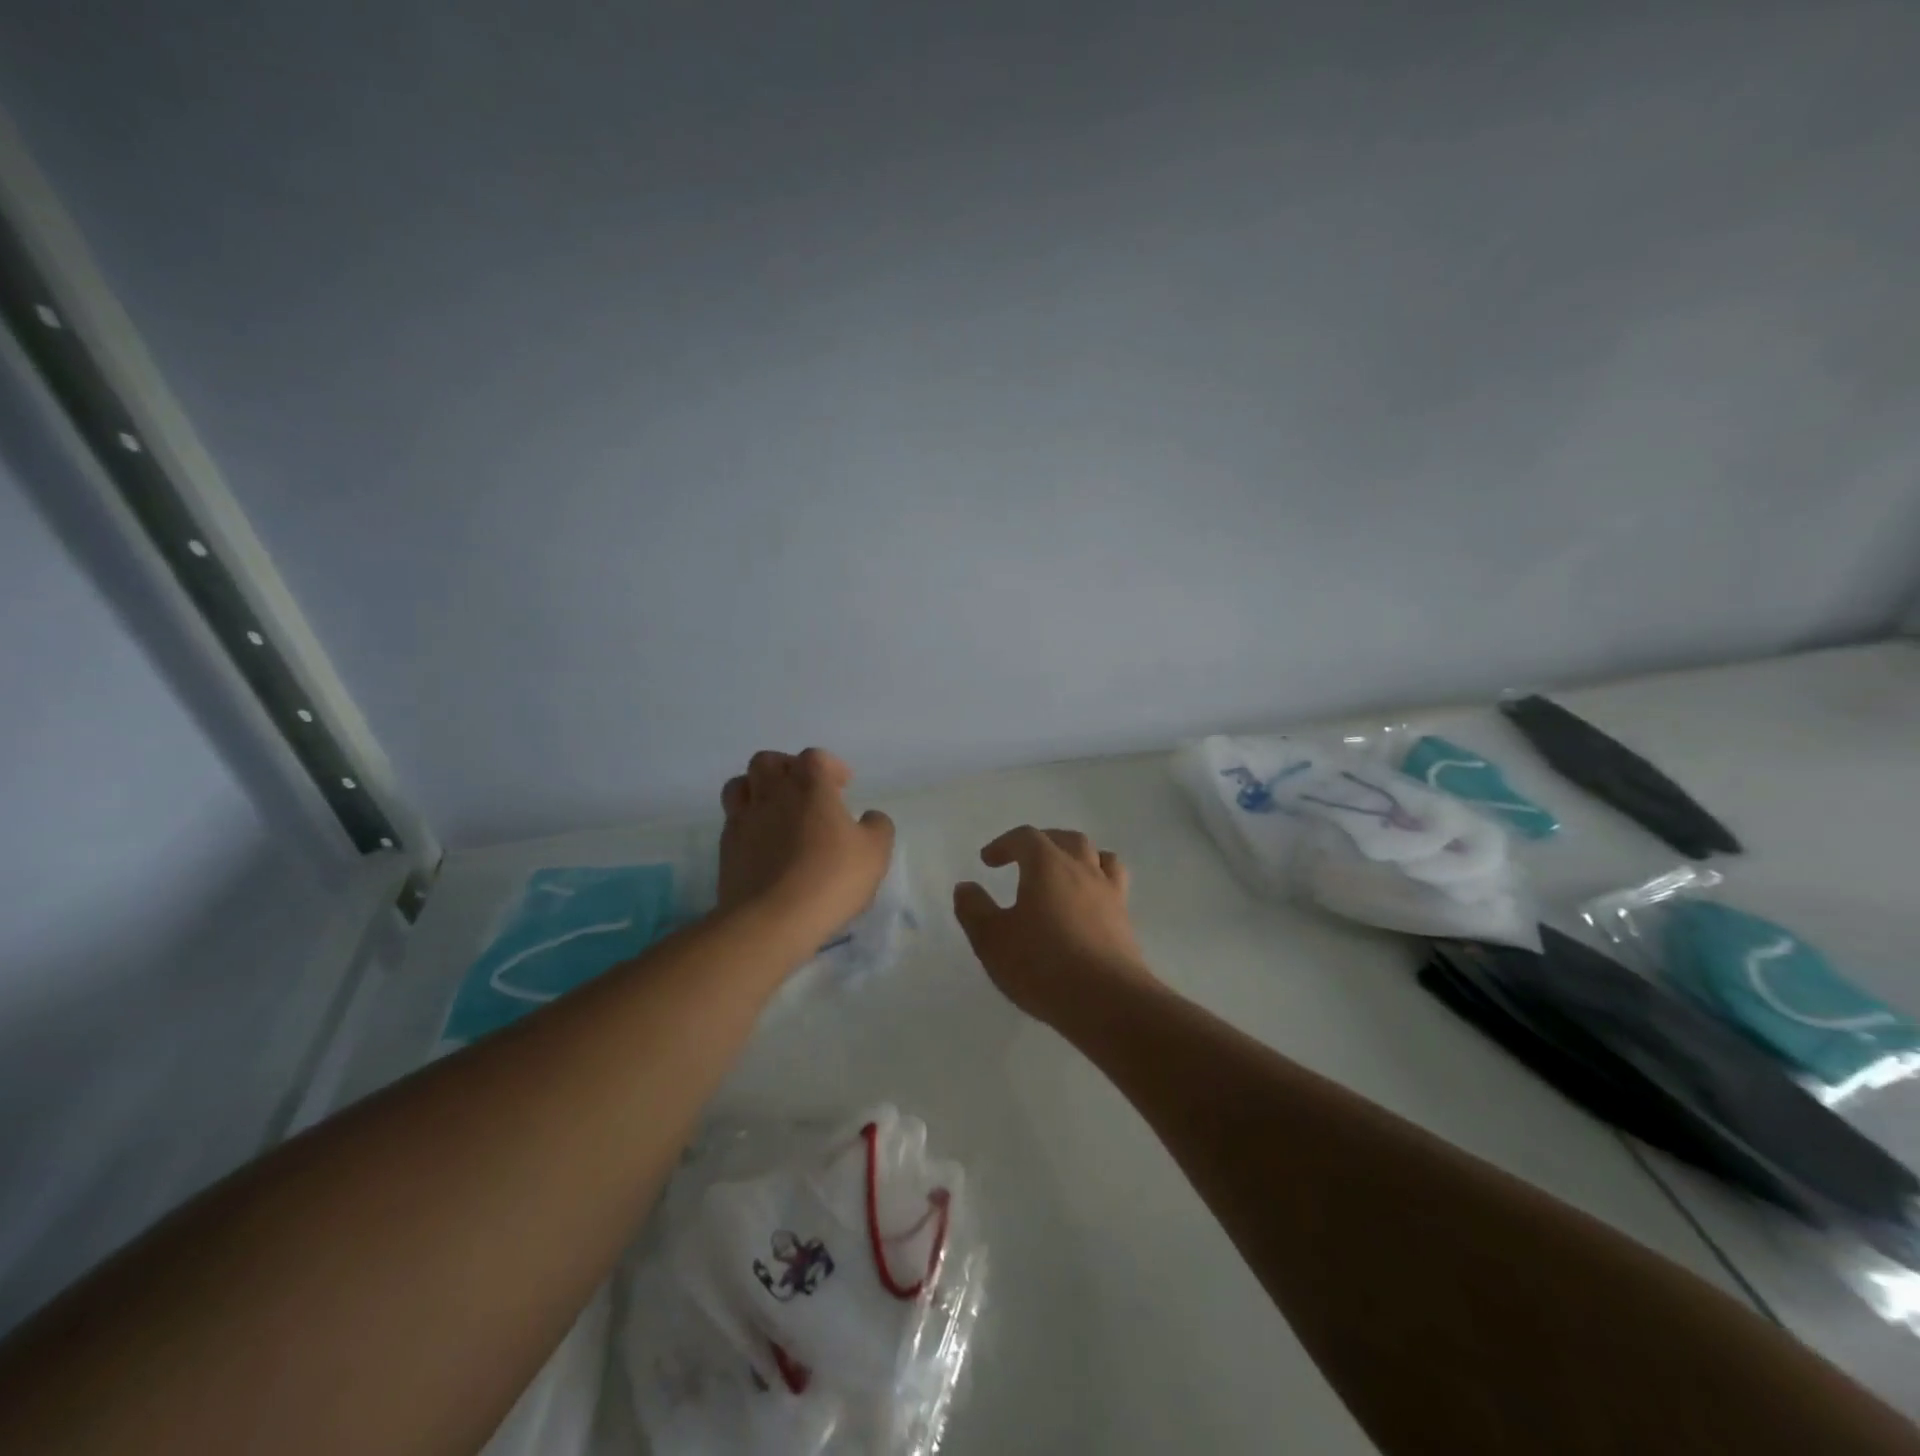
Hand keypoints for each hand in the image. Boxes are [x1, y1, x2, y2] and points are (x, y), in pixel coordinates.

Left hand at [718, 749, 894, 945]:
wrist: (772, 920)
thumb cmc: (831, 878)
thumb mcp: (875, 853)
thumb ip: (877, 827)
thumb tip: (869, 817)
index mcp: (810, 786)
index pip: (815, 758)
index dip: (830, 767)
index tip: (843, 787)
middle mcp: (772, 793)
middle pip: (768, 761)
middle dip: (787, 769)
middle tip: (805, 793)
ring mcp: (744, 819)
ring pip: (740, 785)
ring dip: (757, 789)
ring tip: (776, 811)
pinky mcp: (726, 848)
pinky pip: (732, 820)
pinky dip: (747, 823)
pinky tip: (763, 844)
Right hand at [953, 825, 1155, 1025]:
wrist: (1107, 1001)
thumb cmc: (1042, 965)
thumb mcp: (992, 940)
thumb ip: (974, 909)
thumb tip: (966, 887)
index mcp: (1048, 865)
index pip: (1026, 838)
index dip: (1004, 844)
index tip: (988, 861)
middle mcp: (1082, 870)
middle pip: (1067, 839)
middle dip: (1044, 842)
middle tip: (1026, 858)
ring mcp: (1110, 894)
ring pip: (1100, 858)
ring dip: (1080, 857)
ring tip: (1067, 872)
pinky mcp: (1126, 922)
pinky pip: (1115, 886)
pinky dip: (1099, 884)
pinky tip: (1088, 906)